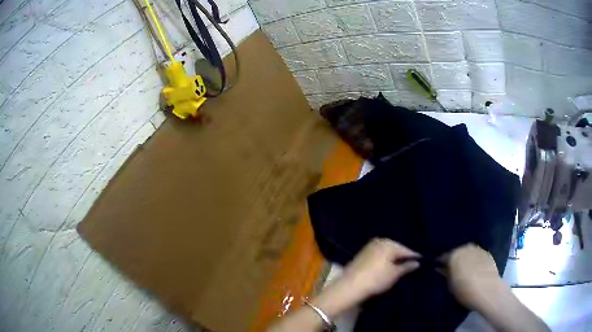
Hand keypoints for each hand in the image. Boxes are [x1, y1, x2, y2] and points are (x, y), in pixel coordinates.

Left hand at [340, 238, 420, 299]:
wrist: (349, 286)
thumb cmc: (375, 279)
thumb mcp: (394, 274)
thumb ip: (407, 267)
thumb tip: (417, 263)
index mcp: (389, 244)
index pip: (406, 250)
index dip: (414, 257)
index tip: (422, 263)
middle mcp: (379, 241)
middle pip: (396, 248)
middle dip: (403, 257)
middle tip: (411, 266)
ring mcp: (369, 246)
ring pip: (387, 251)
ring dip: (393, 258)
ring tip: (400, 267)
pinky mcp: (362, 254)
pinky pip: (379, 254)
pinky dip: (385, 259)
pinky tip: (387, 267)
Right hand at [438, 243, 504, 310]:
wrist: (488, 291)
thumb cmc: (465, 290)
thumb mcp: (450, 285)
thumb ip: (445, 274)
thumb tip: (440, 268)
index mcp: (454, 254)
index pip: (443, 256)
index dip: (440, 262)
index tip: (438, 268)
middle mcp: (466, 248)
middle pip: (457, 252)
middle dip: (454, 259)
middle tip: (452, 269)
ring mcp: (478, 249)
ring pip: (468, 252)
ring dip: (465, 258)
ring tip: (464, 268)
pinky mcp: (487, 254)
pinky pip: (477, 255)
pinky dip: (474, 260)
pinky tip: (475, 268)